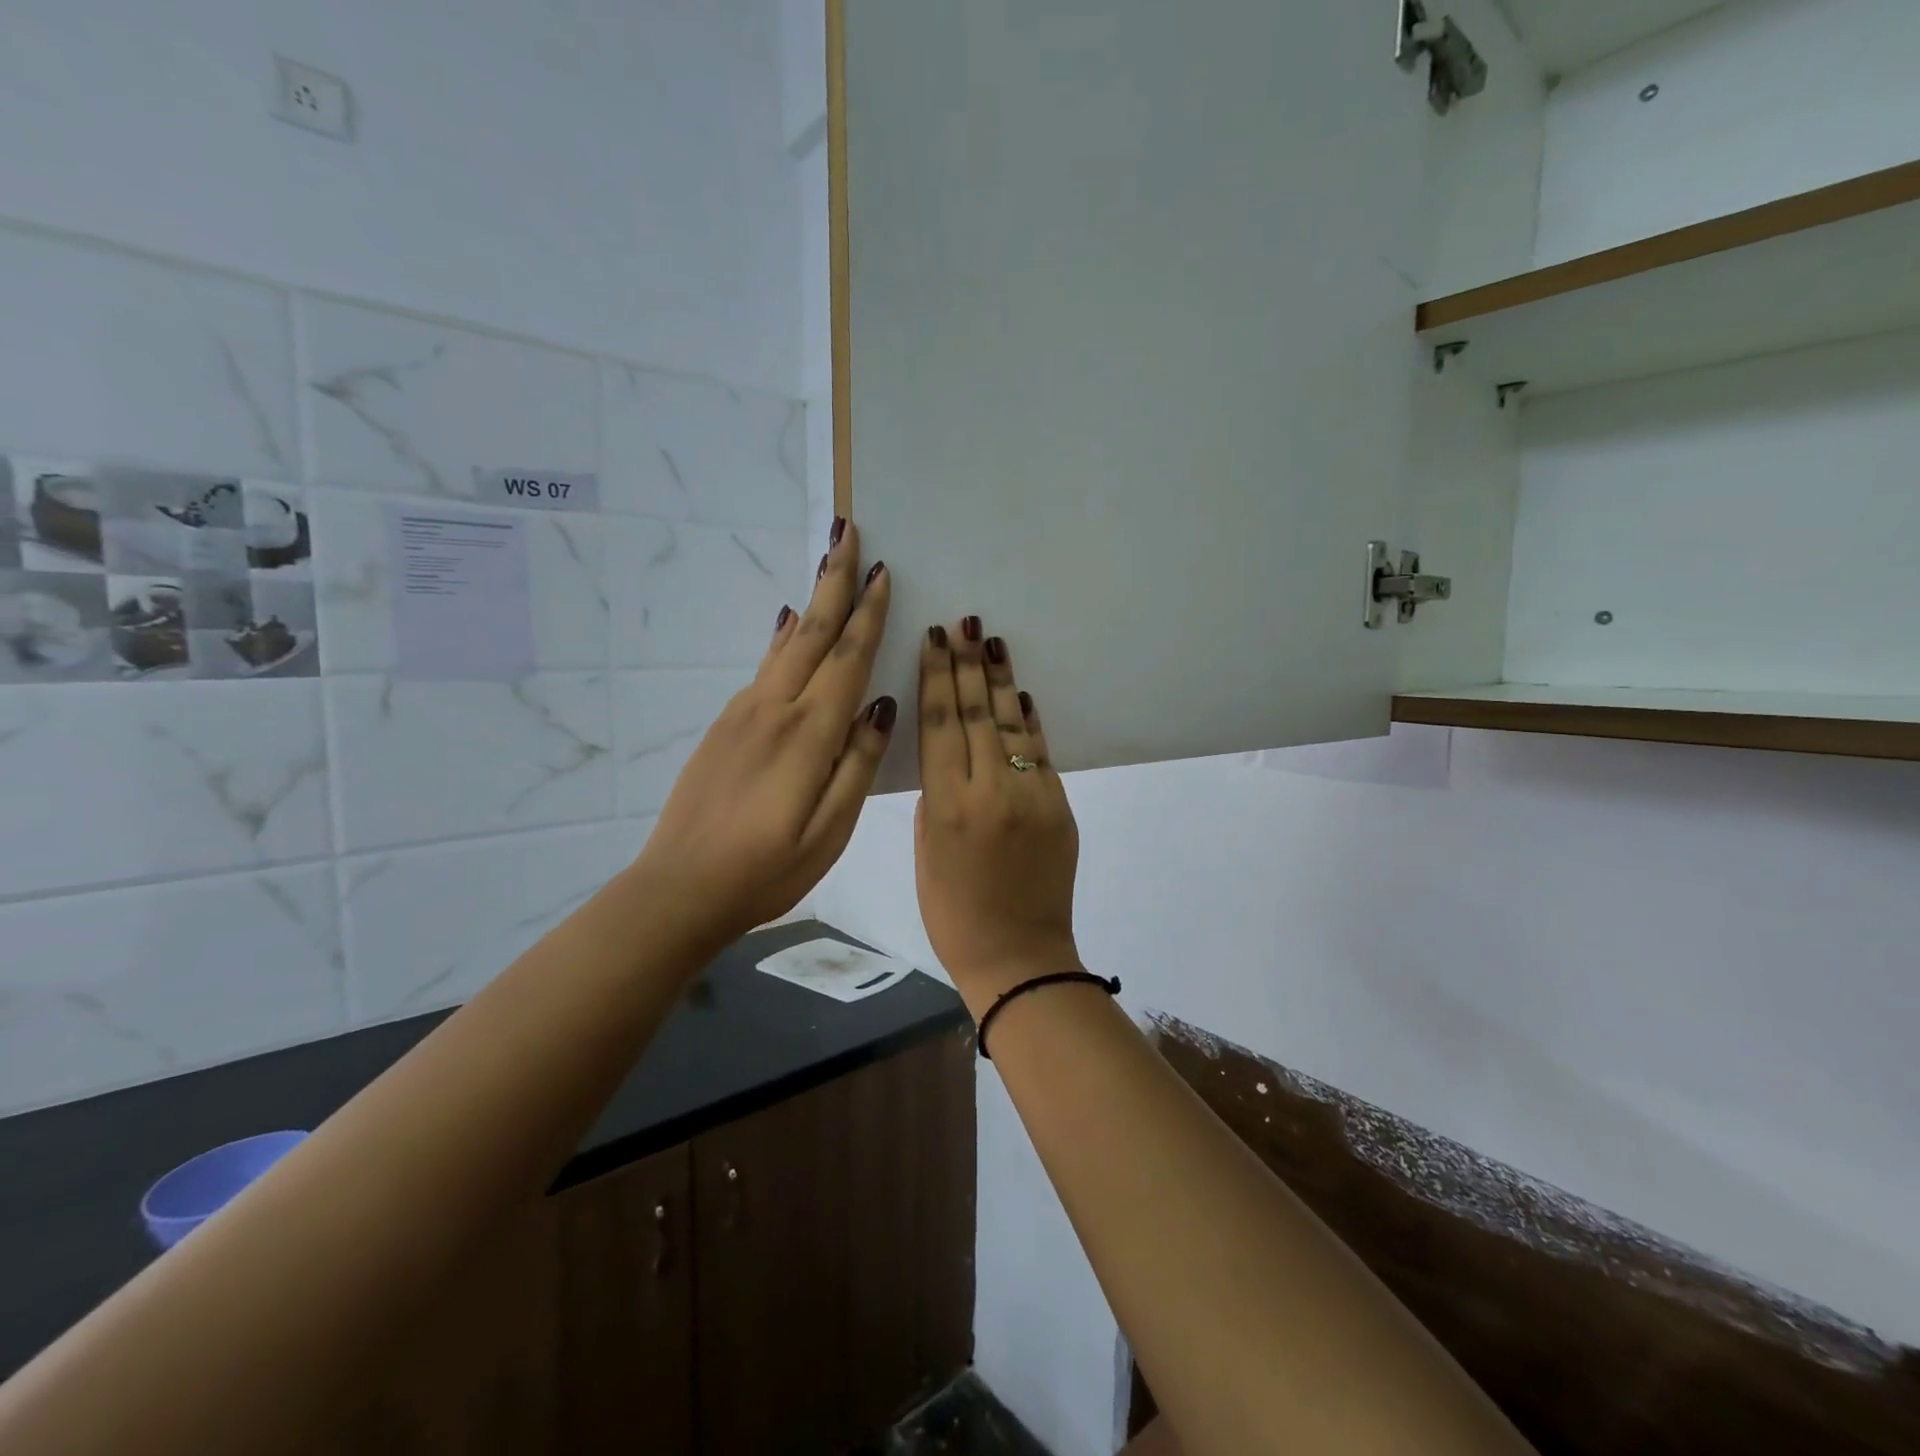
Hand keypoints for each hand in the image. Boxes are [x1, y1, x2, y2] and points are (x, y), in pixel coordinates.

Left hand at [635, 519, 894, 948]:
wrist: (679, 888)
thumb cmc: (765, 870)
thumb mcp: (829, 831)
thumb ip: (856, 765)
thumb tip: (881, 707)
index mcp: (808, 735)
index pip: (847, 659)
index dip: (868, 614)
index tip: (884, 571)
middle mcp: (774, 710)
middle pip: (812, 632)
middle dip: (834, 580)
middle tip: (847, 530)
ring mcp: (744, 714)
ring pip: (786, 644)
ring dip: (811, 600)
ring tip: (827, 563)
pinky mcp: (725, 725)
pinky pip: (764, 667)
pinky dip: (783, 637)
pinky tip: (788, 623)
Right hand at [914, 617, 1080, 1006]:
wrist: (1020, 956)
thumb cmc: (953, 914)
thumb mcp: (924, 854)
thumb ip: (935, 799)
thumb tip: (950, 758)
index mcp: (946, 805)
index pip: (940, 724)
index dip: (936, 677)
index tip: (934, 640)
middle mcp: (990, 790)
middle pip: (976, 713)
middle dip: (968, 664)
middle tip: (964, 622)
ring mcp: (1032, 795)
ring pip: (1012, 724)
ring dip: (1001, 679)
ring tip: (992, 640)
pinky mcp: (1060, 806)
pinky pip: (1039, 753)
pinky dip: (1028, 721)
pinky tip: (1020, 692)